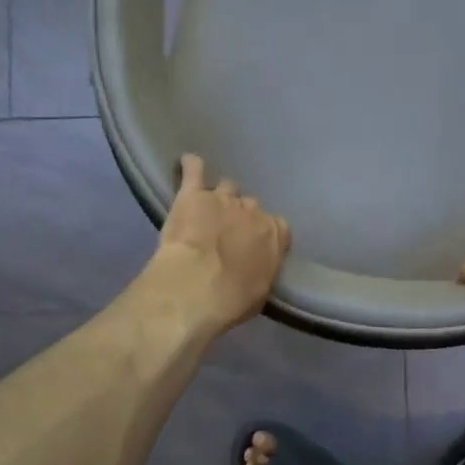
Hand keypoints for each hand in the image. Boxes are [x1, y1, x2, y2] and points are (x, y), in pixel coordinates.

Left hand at [146, 154, 291, 334]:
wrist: (196, 288)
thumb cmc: (231, 300)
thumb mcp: (259, 292)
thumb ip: (261, 270)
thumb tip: (256, 265)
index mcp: (274, 235)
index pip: (277, 226)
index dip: (264, 234)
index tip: (254, 246)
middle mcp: (253, 210)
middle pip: (250, 206)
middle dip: (240, 217)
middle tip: (226, 233)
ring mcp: (223, 198)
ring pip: (226, 187)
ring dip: (218, 197)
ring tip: (206, 209)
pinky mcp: (192, 193)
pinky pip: (194, 168)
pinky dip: (191, 166)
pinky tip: (187, 165)